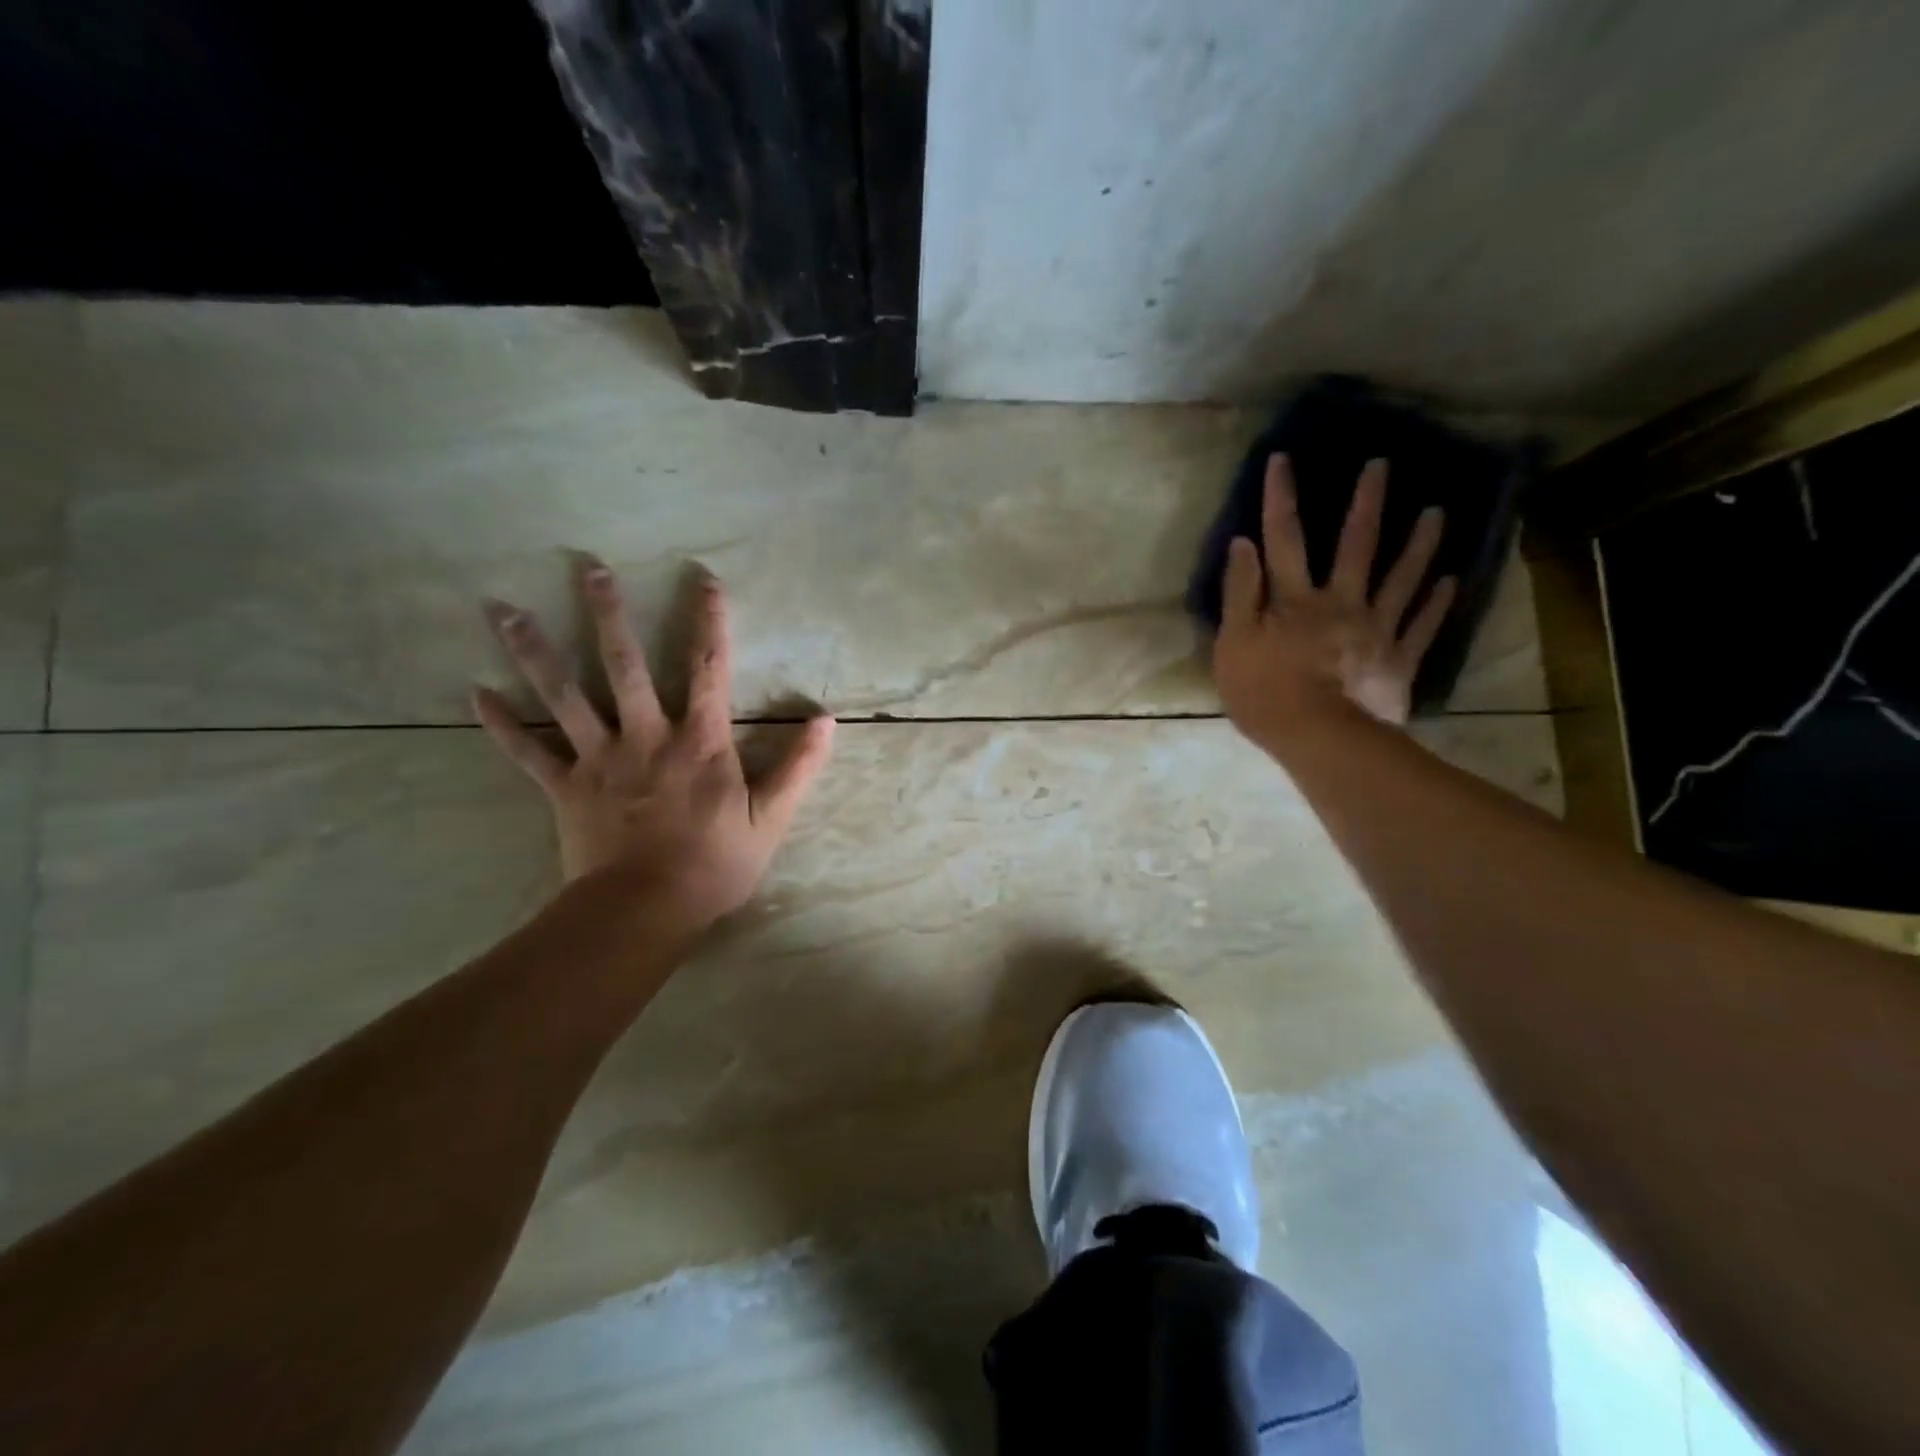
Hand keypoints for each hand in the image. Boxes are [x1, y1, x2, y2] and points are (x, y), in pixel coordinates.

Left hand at [473, 558, 834, 925]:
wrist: (646, 910)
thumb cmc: (715, 864)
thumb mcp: (771, 818)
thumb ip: (799, 766)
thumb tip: (826, 720)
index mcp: (699, 741)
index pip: (709, 668)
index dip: (709, 620)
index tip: (703, 579)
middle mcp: (646, 736)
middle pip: (624, 665)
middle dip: (608, 614)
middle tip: (589, 568)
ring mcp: (600, 760)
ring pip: (564, 697)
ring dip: (535, 651)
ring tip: (503, 611)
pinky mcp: (566, 788)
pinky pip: (528, 753)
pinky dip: (502, 725)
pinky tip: (474, 693)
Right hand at [1214, 454, 1455, 740]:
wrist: (1320, 739)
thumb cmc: (1265, 693)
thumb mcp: (1234, 644)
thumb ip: (1240, 594)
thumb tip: (1243, 544)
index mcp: (1296, 600)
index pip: (1284, 539)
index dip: (1281, 499)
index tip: (1283, 459)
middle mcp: (1341, 602)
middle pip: (1355, 546)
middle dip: (1366, 503)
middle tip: (1382, 465)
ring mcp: (1376, 630)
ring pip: (1401, 579)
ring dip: (1418, 544)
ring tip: (1437, 512)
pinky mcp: (1398, 660)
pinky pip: (1422, 626)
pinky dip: (1438, 603)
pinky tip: (1452, 580)